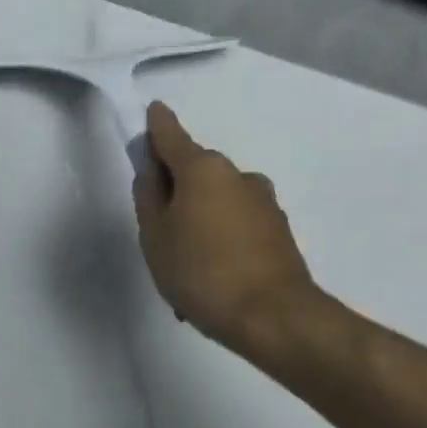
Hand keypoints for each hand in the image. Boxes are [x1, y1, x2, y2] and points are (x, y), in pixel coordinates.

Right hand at [133, 101, 321, 358]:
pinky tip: (207, 276)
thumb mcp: (155, 236)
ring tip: (182, 264)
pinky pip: (235, 226)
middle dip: (175, 188)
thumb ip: (148, 197)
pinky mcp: (278, 231)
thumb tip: (152, 171)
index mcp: (203, 169)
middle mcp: (237, 176)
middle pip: (196, 171)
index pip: (172, 136)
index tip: (152, 112)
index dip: (157, 126)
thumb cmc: (199, 271)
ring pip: (216, 202)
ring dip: (197, 220)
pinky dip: (217, 241)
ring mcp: (263, 202)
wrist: (271, 316)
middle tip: (154, 226)